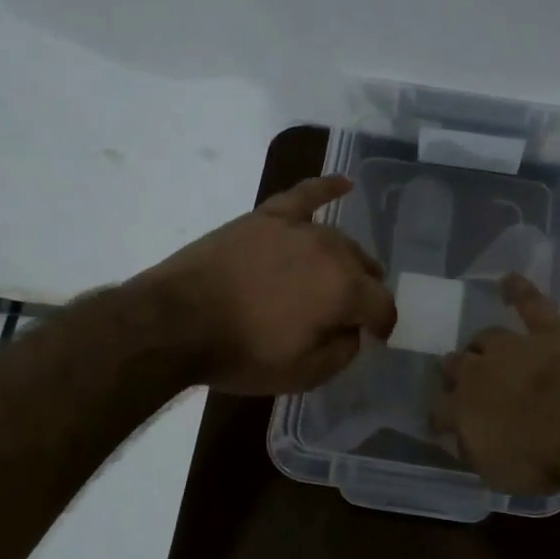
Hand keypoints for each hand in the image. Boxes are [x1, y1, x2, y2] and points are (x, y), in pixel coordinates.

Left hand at [140, 175, 395, 394]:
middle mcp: (331, 251)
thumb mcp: (303, 375)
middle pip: (364, 268)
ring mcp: (298, 229)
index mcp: (345, 290)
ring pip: (339, 240)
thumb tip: (353, 332)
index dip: (383, 324)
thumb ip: (342, 352)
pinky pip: (304, 195)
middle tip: (349, 313)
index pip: (382, 305)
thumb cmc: (242, 353)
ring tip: (339, 276)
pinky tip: (343, 183)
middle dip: (365, 292)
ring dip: (346, 260)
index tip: (376, 337)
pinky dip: (326, 188)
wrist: (176, 322)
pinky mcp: (266, 217)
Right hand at [432, 275, 559, 493]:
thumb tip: (461, 440)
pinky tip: (509, 279)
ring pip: (486, 337)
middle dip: (456, 371)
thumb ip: (476, 452)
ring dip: (482, 343)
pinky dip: (519, 290)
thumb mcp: (497, 472)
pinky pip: (529, 303)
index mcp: (461, 410)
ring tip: (482, 345)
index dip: (439, 416)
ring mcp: (512, 346)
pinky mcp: (547, 329)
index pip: (439, 411)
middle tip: (463, 379)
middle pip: (456, 366)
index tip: (441, 422)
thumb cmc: (537, 457)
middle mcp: (477, 372)